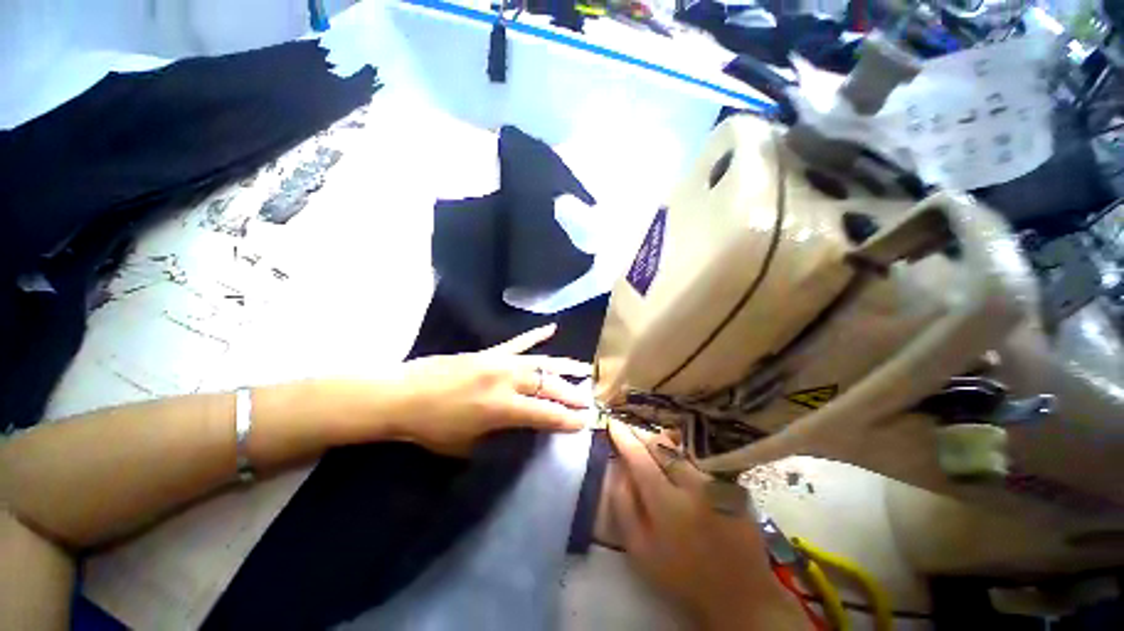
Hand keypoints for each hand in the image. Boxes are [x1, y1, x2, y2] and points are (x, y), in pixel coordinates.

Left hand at [387, 324, 592, 455]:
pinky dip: (536, 336)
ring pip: (541, 362)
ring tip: (585, 369)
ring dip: (564, 367)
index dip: (566, 419)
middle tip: (589, 400)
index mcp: (501, 408)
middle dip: (571, 394)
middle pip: (548, 385)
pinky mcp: (490, 352)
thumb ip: (500, 436)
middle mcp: (506, 380)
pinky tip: (552, 328)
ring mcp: (499, 361)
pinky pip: (518, 342)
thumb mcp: (468, 445)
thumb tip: (523, 429)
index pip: (545, 413)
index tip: (584, 423)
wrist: (402, 395)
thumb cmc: (432, 427)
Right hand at [607, 421, 809, 630]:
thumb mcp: (640, 550)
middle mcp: (693, 485)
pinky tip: (674, 462)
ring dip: (660, 443)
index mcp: (667, 503)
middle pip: (661, 446)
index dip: (623, 437)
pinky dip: (679, 457)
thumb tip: (618, 470)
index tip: (612, 422)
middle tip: (627, 429)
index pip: (639, 457)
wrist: (740, 595)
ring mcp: (715, 483)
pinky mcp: (729, 486)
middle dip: (640, 434)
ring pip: (679, 451)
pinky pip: (697, 462)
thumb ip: (624, 506)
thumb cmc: (681, 576)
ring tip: (647, 441)